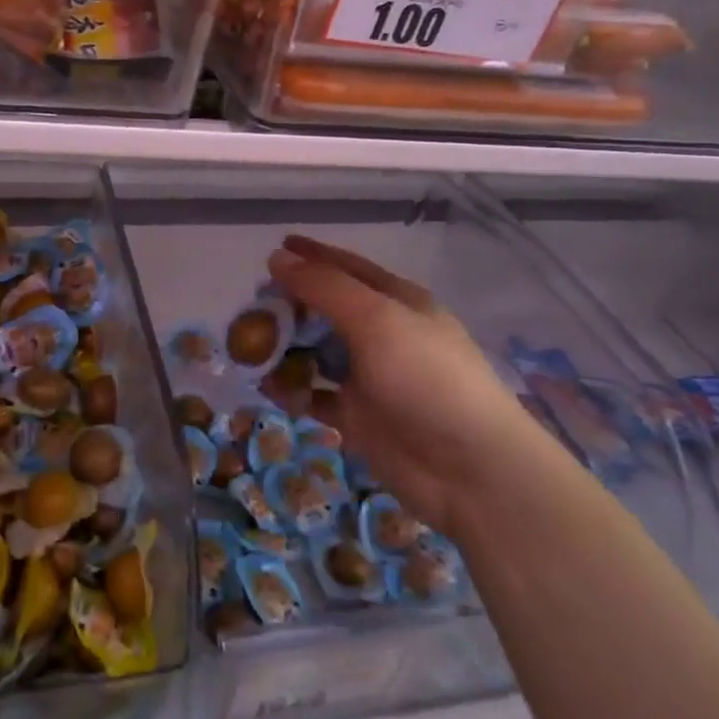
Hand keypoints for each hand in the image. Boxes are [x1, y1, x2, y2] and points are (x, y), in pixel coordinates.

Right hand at [269, 235, 551, 539]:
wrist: (470, 470)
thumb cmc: (427, 379)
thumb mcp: (376, 319)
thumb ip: (325, 287)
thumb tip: (278, 257)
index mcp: (397, 302)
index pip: (347, 268)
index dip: (312, 255)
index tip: (274, 248)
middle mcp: (383, 335)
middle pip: (327, 309)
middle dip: (291, 304)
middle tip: (250, 307)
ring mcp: (371, 378)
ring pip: (318, 352)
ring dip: (286, 347)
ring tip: (248, 347)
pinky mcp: (359, 417)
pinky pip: (316, 395)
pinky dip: (292, 390)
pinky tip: (268, 387)